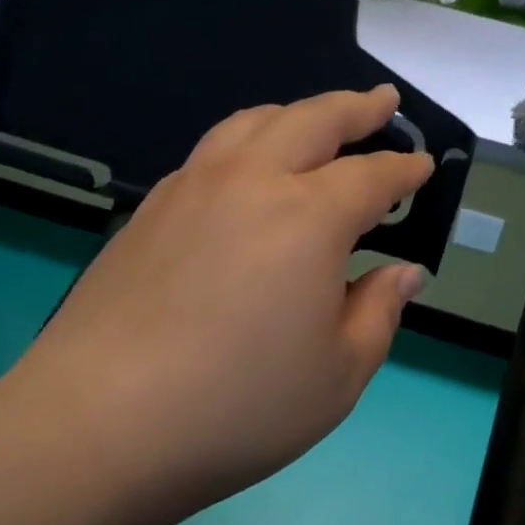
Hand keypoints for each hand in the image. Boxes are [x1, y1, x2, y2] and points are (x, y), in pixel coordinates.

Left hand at [0, 85, 432, 524]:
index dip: (403, 170)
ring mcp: (189, 190)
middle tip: (381, 102)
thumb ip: (378, 313)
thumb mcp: (338, 375)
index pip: (371, 177)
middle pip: (311, 120)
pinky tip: (245, 173)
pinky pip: (209, 154)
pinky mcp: (147, 212)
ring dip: (294, 114)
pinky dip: (244, 144)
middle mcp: (249, 183)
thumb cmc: (239, 406)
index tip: (423, 166)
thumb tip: (402, 272)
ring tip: (314, 123)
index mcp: (308, 218)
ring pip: (250, 124)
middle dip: (354, 107)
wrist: (101, 422)